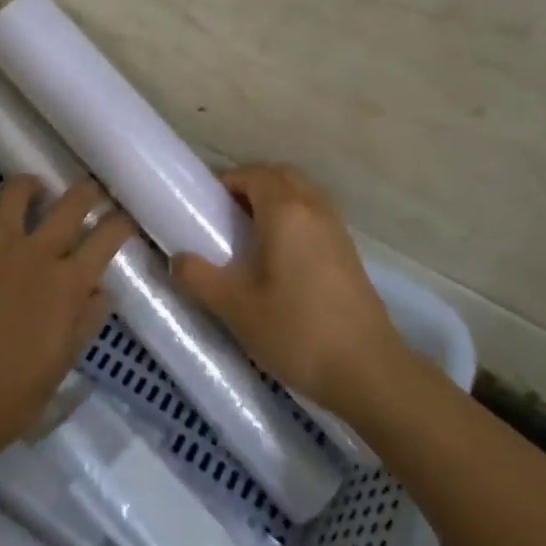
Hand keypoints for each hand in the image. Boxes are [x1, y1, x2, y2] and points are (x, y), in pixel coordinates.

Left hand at [0, 175, 135, 450]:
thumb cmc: (17, 392)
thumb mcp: (64, 361)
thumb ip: (86, 320)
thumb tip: (100, 292)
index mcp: (68, 282)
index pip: (106, 238)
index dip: (121, 223)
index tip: (125, 219)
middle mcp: (36, 255)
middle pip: (69, 205)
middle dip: (86, 191)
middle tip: (89, 190)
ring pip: (14, 197)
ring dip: (28, 186)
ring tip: (34, 188)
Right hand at [172, 164, 404, 417]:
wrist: (368, 371)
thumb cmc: (297, 332)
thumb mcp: (237, 309)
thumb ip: (200, 278)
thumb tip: (178, 259)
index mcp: (285, 212)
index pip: (252, 174)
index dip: (226, 182)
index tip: (205, 204)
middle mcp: (314, 208)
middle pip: (280, 176)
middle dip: (251, 184)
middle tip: (225, 214)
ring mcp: (337, 228)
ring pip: (302, 193)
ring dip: (275, 199)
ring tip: (250, 234)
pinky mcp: (350, 251)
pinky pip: (316, 214)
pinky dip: (294, 218)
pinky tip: (281, 256)